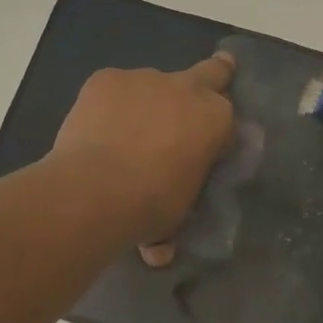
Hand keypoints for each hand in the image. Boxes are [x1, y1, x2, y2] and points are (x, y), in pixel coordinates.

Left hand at [50, 54, 237, 256]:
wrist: (95, 190)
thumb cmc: (150, 205)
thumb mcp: (179, 212)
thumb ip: (175, 211)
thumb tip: (160, 249)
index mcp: (215, 119)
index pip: (228, 117)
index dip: (217, 130)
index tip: (207, 146)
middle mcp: (186, 88)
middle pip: (210, 72)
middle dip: (213, 77)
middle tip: (199, 95)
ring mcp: (144, 78)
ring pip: (152, 87)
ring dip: (145, 106)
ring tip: (122, 138)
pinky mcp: (106, 78)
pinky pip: (113, 90)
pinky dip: (108, 106)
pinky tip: (95, 132)